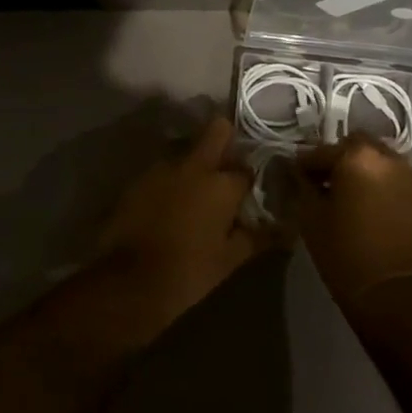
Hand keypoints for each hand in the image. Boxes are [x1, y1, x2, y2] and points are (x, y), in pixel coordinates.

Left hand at [95, 118, 276, 330]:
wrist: (129, 281)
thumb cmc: (189, 272)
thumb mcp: (230, 259)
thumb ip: (256, 237)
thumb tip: (282, 229)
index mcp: (222, 185)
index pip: (247, 169)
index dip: (251, 178)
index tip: (251, 189)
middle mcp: (194, 166)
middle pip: (217, 131)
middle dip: (227, 139)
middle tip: (228, 166)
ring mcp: (163, 168)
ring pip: (187, 150)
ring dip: (196, 164)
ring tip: (197, 192)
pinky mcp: (139, 179)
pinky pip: (164, 170)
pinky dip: (172, 180)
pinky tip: (171, 203)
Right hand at [295, 135, 411, 309]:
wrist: (396, 295)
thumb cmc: (345, 254)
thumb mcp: (311, 218)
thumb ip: (303, 186)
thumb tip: (300, 172)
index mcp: (356, 157)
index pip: (321, 151)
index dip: (305, 164)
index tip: (296, 177)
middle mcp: (387, 157)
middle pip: (355, 146)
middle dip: (338, 159)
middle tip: (324, 183)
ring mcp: (410, 175)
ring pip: (379, 160)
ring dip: (362, 169)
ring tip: (349, 195)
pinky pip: (396, 178)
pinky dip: (381, 184)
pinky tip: (370, 206)